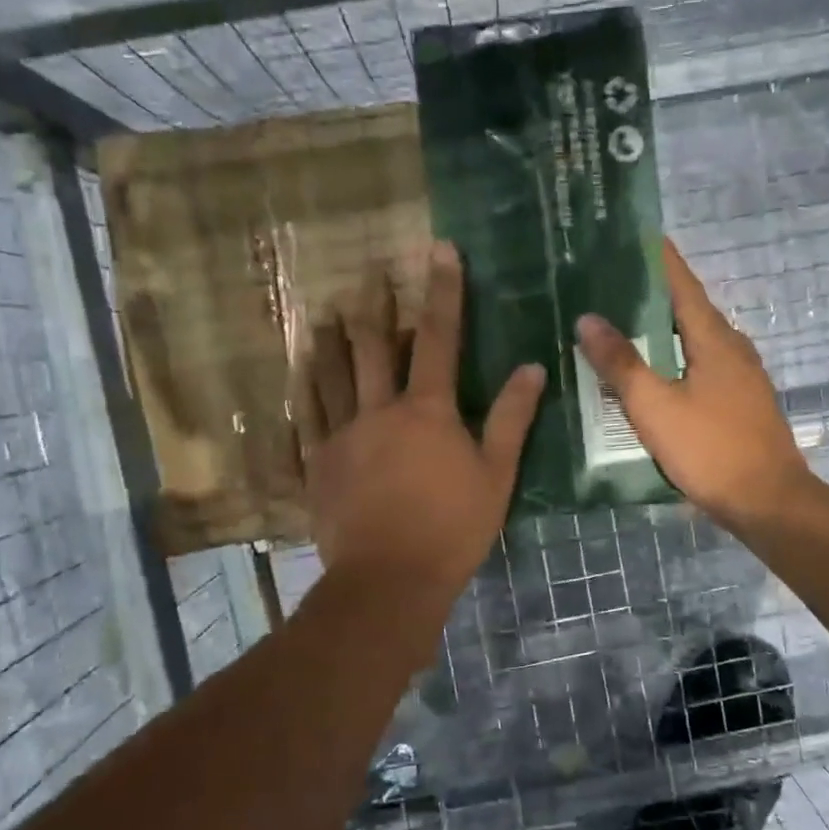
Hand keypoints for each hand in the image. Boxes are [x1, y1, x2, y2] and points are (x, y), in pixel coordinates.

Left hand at [300, 242, 544, 598]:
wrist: (390, 579)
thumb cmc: (452, 527)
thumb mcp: (496, 474)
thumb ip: (511, 418)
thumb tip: (531, 367)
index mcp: (426, 410)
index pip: (438, 337)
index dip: (443, 291)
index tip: (441, 249)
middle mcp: (378, 410)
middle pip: (373, 347)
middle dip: (374, 306)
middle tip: (369, 274)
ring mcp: (341, 436)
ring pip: (330, 376)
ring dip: (330, 341)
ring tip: (324, 313)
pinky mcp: (317, 465)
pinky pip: (305, 420)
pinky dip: (302, 393)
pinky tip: (296, 377)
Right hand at [577, 239, 812, 533]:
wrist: (769, 503)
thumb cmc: (711, 449)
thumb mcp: (655, 406)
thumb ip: (621, 362)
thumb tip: (588, 319)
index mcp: (714, 339)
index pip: (682, 284)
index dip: (659, 258)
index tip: (633, 233)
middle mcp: (732, 348)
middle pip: (688, 309)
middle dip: (651, 294)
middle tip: (608, 282)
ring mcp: (740, 377)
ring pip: (693, 341)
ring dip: (660, 330)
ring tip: (619, 325)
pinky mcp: (739, 403)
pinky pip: (699, 367)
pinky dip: (672, 359)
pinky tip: (649, 374)